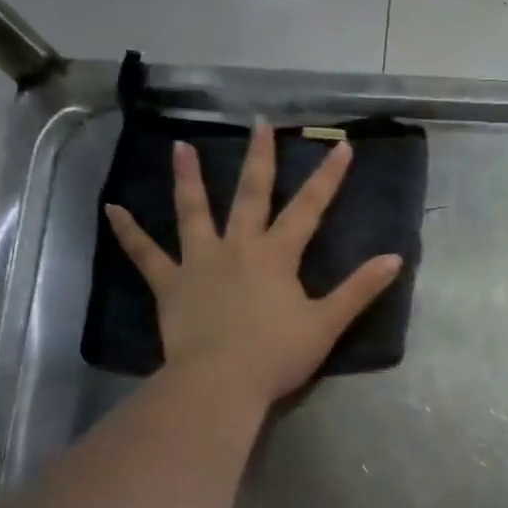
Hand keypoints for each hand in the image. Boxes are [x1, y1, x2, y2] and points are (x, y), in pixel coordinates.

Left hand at [105, 125, 400, 406]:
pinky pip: (146, 256)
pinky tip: (112, 209)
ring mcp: (199, 264)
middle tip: (260, 124)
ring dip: (189, 179)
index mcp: (277, 256)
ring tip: (181, 146)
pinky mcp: (170, 286)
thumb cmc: (277, 354)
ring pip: (193, 213)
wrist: (220, 383)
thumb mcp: (327, 323)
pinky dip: (129, 233)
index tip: (341, 145)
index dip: (328, 177)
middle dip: (259, 158)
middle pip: (250, 196)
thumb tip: (394, 259)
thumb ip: (360, 289)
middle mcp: (238, 248)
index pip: (309, 208)